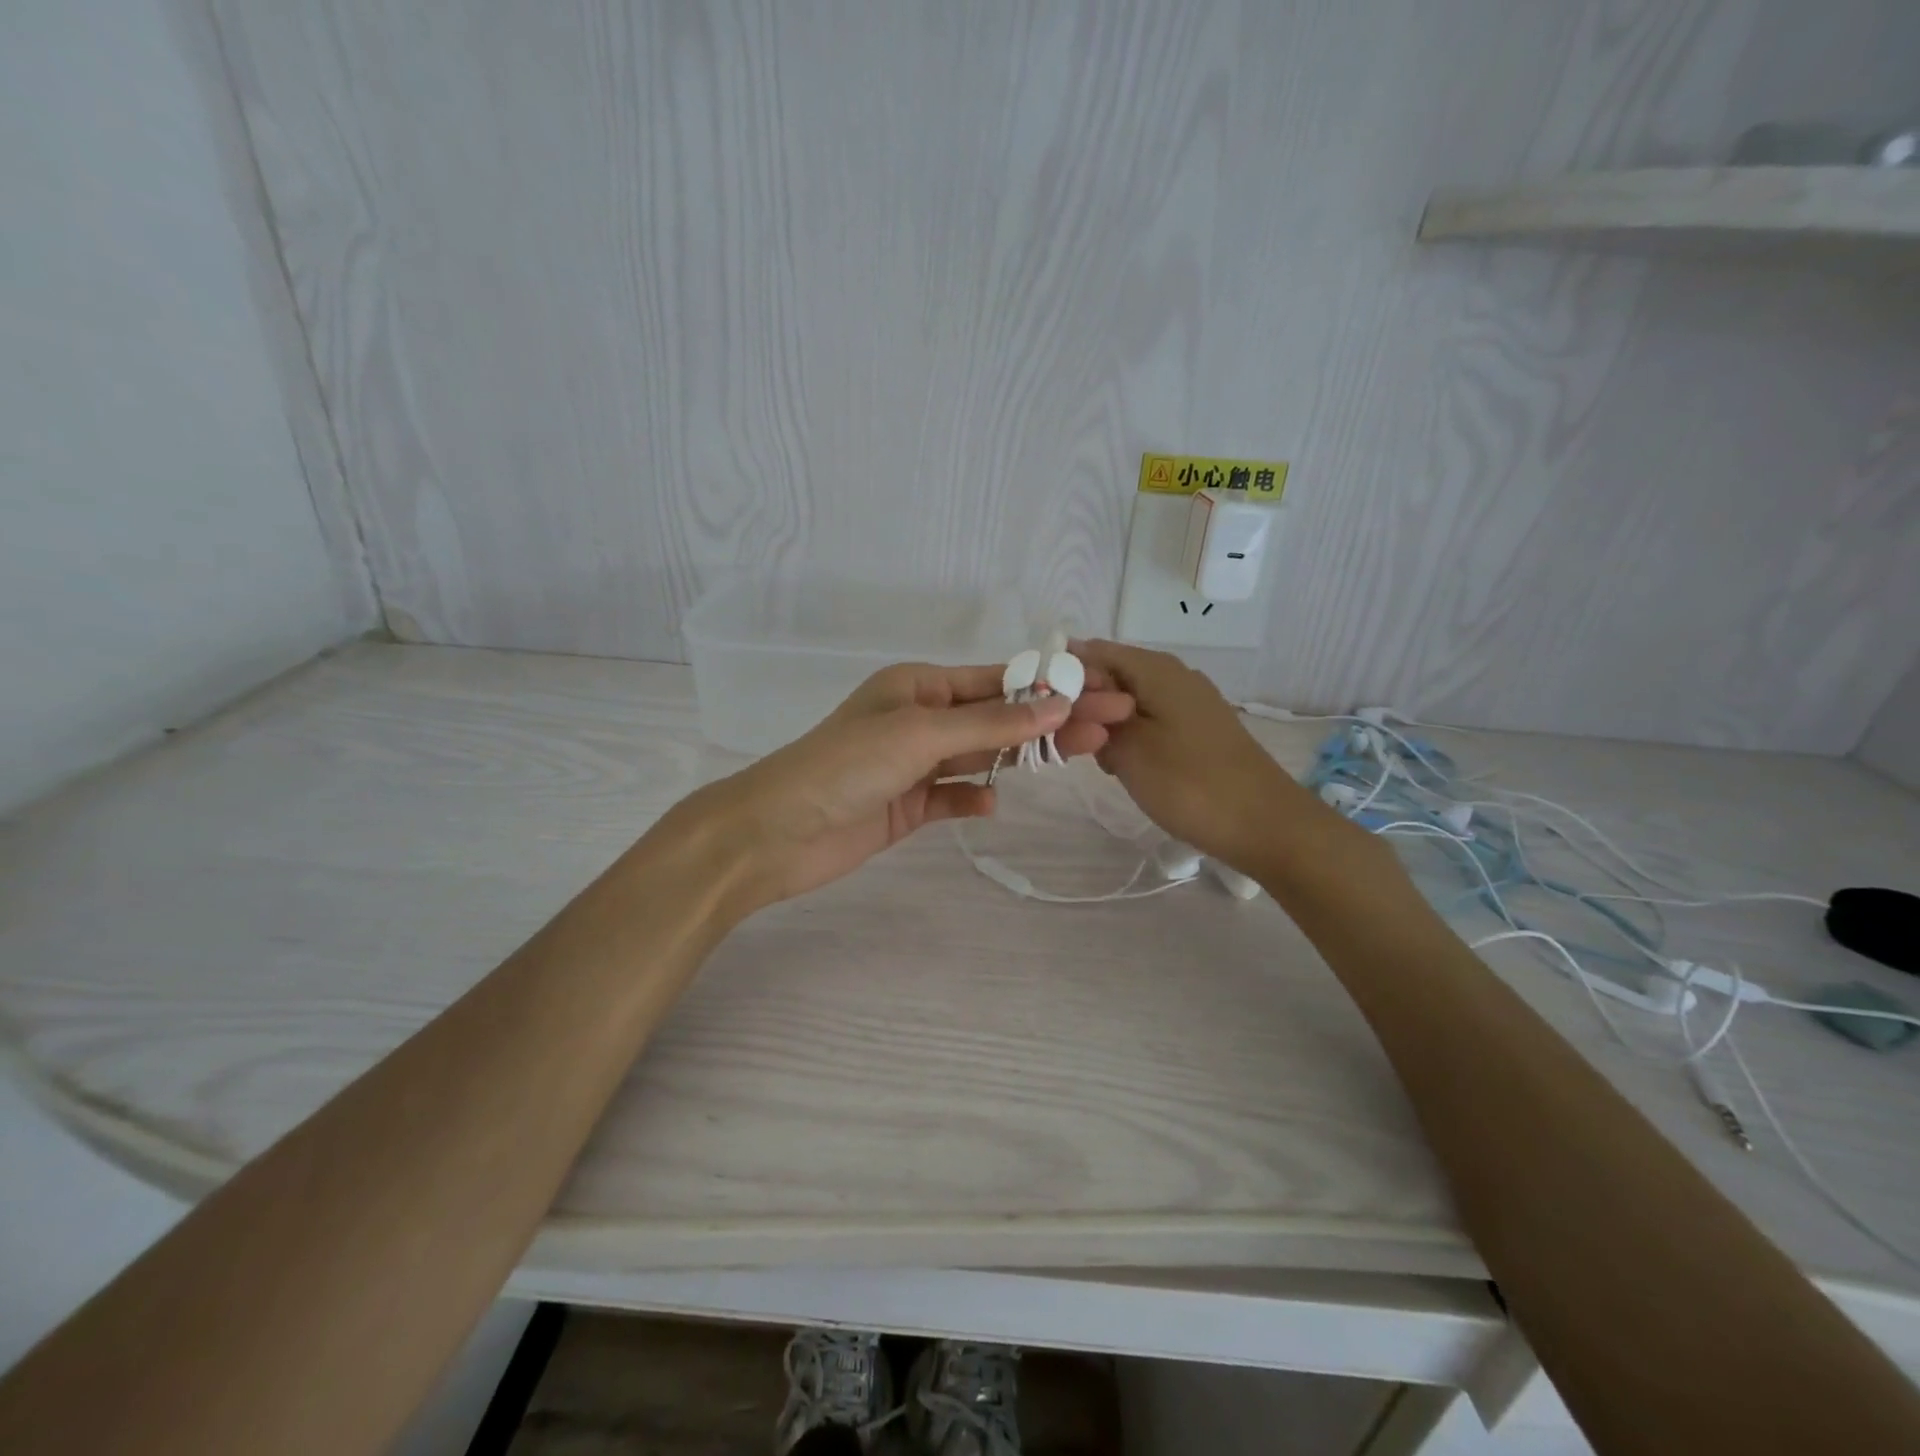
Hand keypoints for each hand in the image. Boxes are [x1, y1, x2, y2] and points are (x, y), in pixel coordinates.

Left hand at [683, 661, 1134, 912]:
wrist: (776, 832)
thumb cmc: (845, 766)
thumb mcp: (920, 734)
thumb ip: (991, 725)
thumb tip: (1058, 704)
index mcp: (918, 687)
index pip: (997, 682)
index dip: (1050, 686)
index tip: (1101, 691)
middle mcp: (919, 720)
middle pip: (998, 719)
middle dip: (1051, 722)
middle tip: (1111, 727)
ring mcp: (913, 764)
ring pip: (980, 757)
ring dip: (1022, 758)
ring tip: (1081, 758)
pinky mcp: (906, 806)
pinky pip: (952, 796)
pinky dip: (973, 798)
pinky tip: (992, 804)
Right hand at [1072, 639, 1307, 872]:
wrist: (1265, 825)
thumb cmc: (1189, 783)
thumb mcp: (1128, 748)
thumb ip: (1093, 715)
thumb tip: (1074, 690)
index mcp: (1155, 668)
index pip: (1091, 652)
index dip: (1062, 675)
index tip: (1040, 709)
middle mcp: (1173, 675)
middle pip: (1111, 676)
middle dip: (1083, 705)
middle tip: (1071, 743)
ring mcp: (1189, 703)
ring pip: (1128, 702)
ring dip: (1105, 726)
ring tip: (1100, 761)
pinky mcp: (1197, 729)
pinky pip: (1149, 721)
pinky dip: (1130, 738)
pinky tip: (1127, 768)